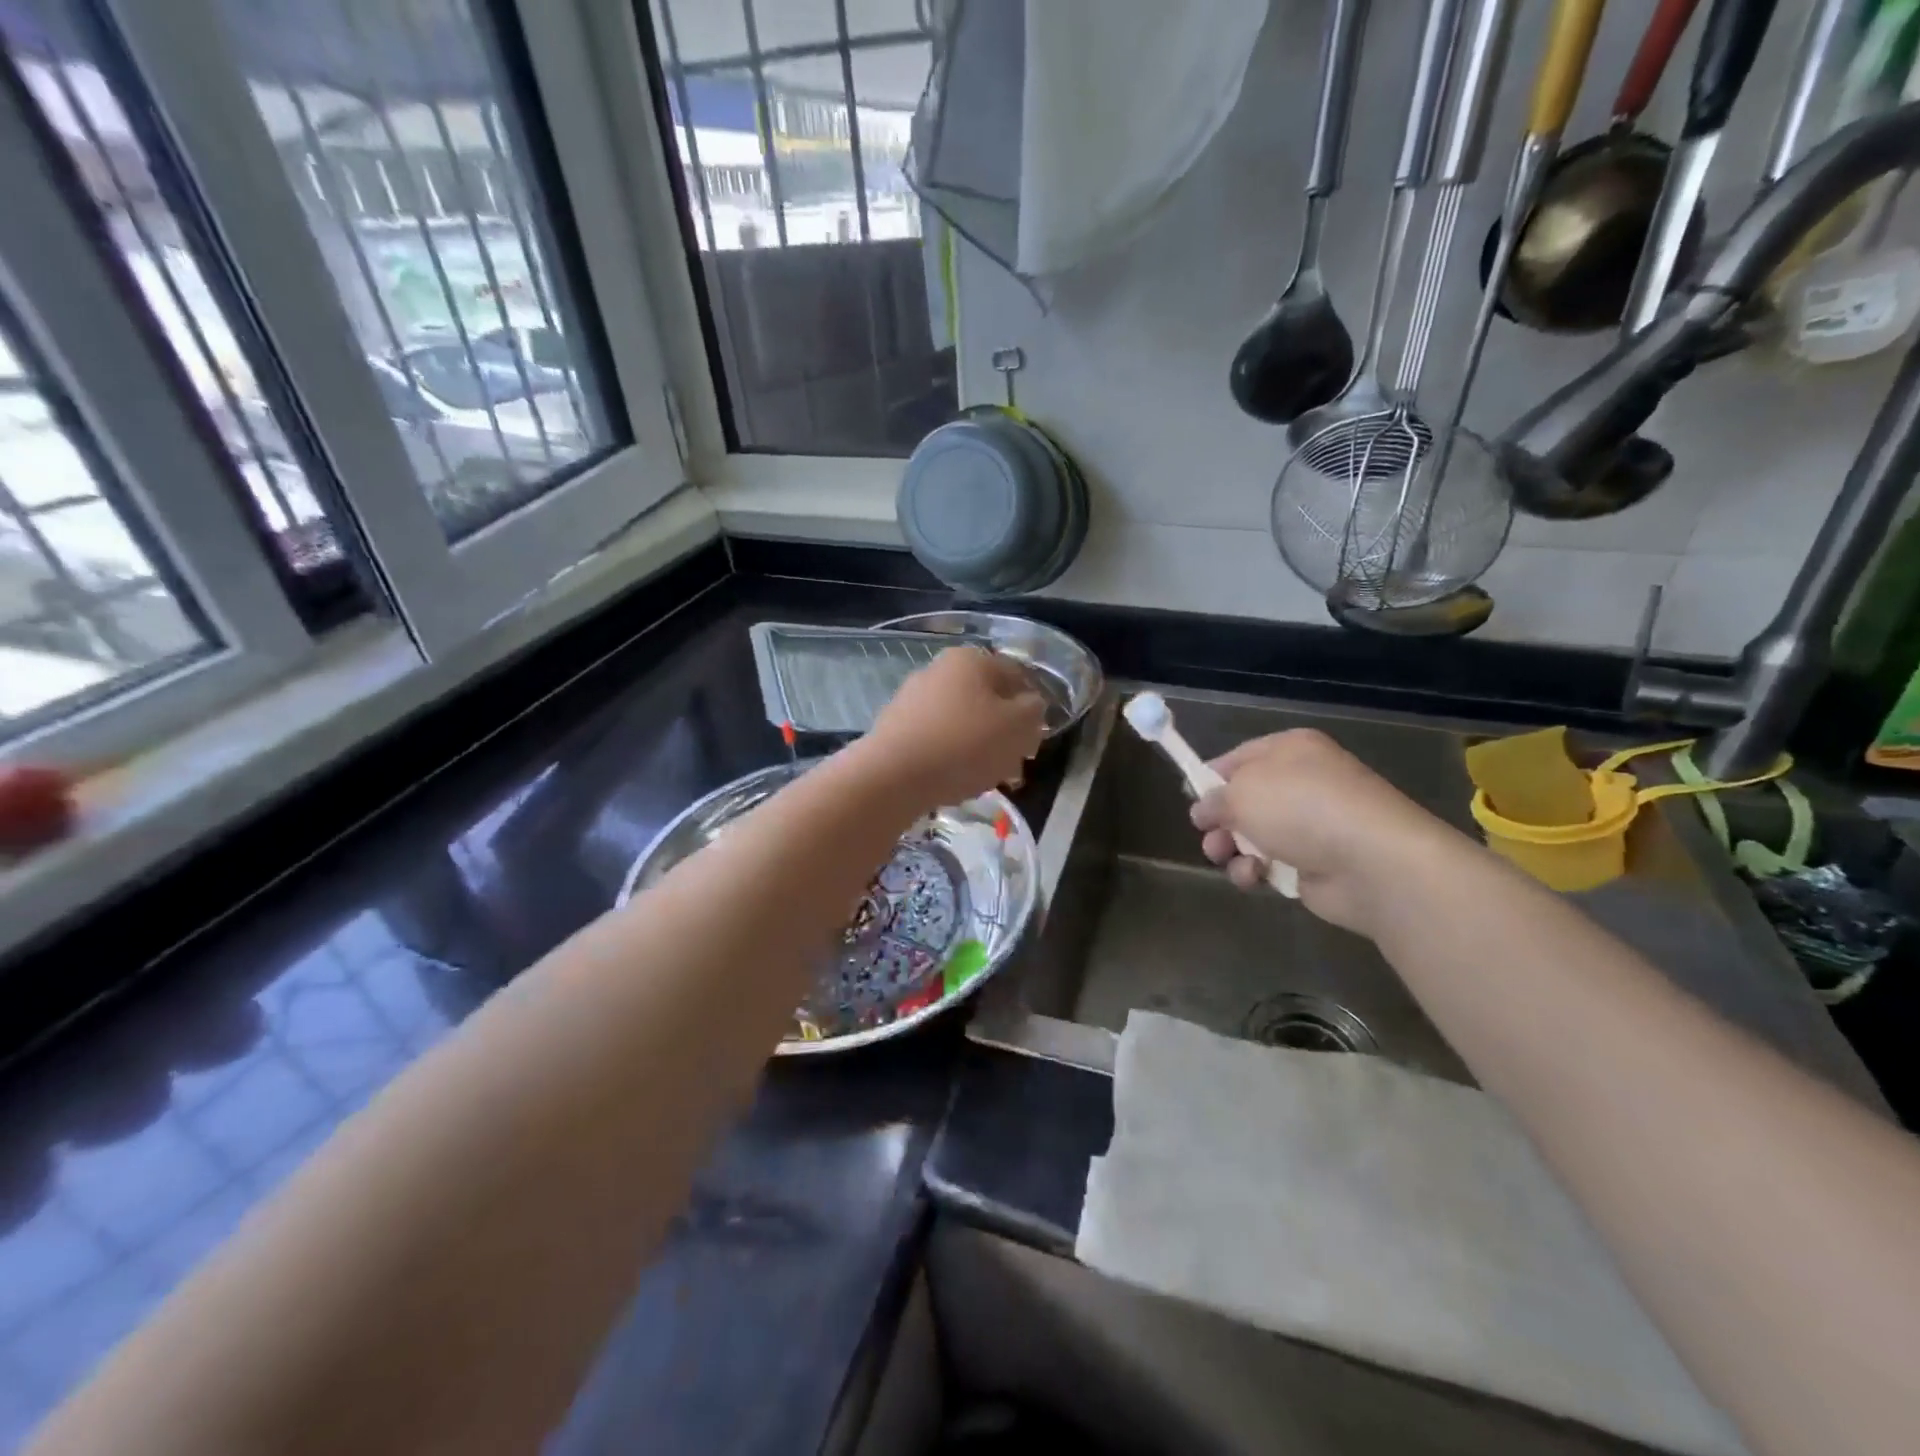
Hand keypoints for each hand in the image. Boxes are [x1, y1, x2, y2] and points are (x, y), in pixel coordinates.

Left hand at [862, 648, 1047, 808]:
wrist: (892, 776)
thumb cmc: (964, 744)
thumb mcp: (1019, 727)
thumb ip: (1034, 712)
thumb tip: (1030, 706)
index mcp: (972, 659)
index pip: (1017, 676)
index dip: (1032, 707)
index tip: (1035, 739)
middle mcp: (939, 669)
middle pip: (987, 700)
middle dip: (1004, 732)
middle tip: (1014, 764)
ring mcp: (913, 697)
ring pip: (962, 721)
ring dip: (979, 747)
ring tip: (986, 778)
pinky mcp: (895, 726)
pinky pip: (936, 738)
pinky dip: (951, 755)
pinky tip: (955, 780)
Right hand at [1190, 729, 1465, 936]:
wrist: (1372, 863)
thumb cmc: (1301, 809)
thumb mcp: (1241, 792)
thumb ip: (1213, 799)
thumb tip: (1202, 810)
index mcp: (1290, 750)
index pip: (1239, 757)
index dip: (1211, 776)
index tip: (1190, 797)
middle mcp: (1302, 783)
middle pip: (1243, 800)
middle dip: (1219, 820)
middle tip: (1208, 835)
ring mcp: (1310, 825)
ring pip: (1252, 835)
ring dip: (1230, 848)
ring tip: (1223, 857)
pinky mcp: (1314, 864)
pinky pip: (1269, 864)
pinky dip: (1254, 871)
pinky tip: (1254, 876)